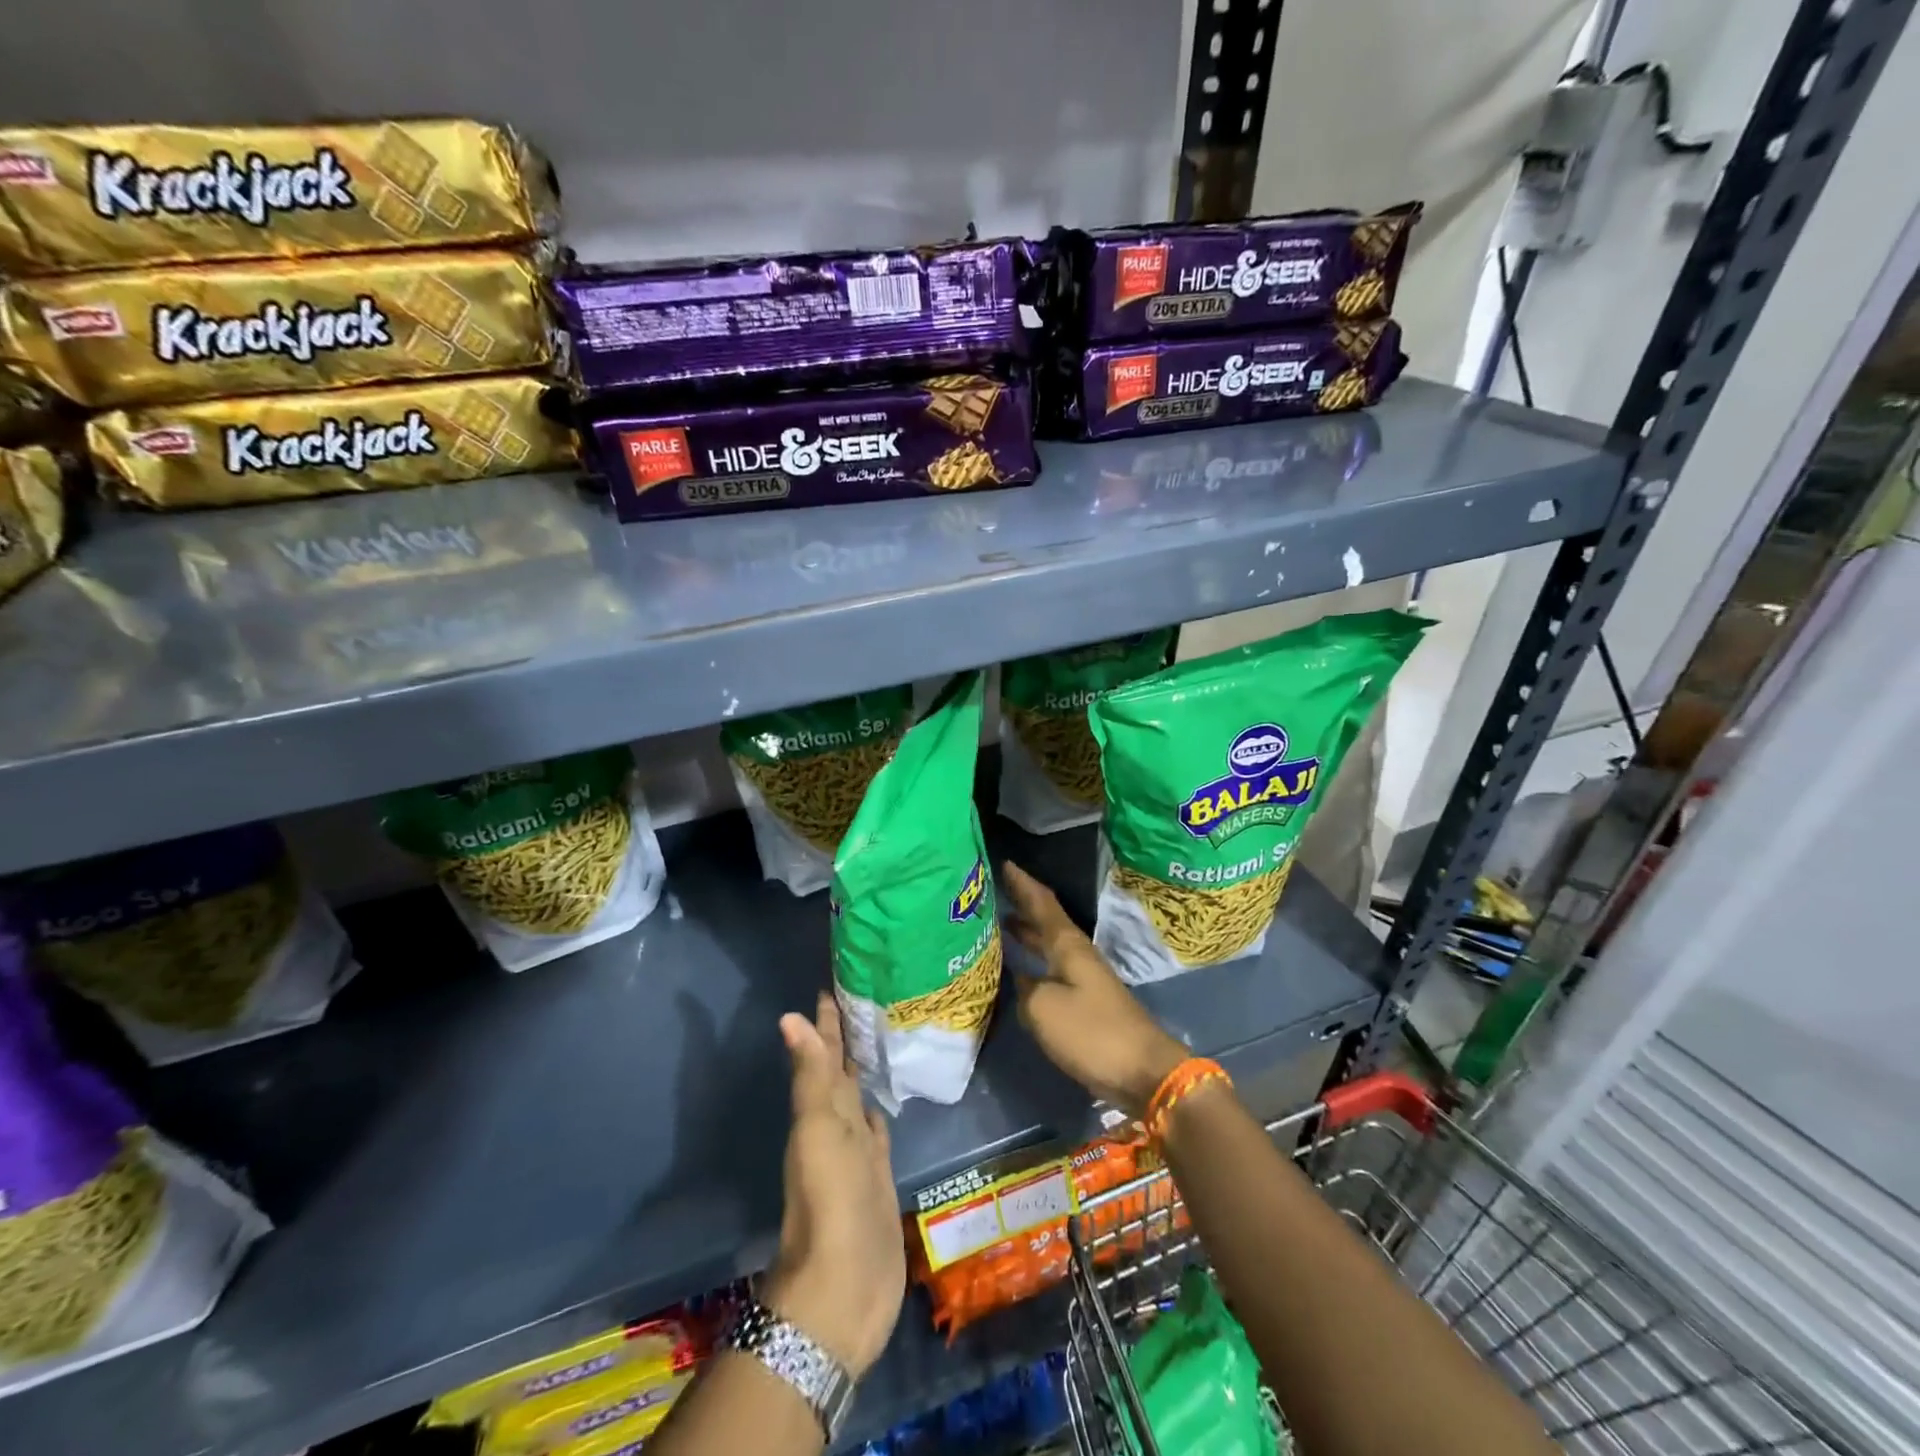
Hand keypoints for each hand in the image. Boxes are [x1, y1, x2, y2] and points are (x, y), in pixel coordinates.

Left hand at [765, 992, 904, 1378]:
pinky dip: (881, 1109)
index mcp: (822, 1110)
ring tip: (882, 1036)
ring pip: (861, 1096)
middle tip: (868, 996)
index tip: (834, 983)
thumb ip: (811, 1075)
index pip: (825, 1053)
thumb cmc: (830, 1200)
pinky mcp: (880, 1175)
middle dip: (849, 1036)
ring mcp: (859, 1150)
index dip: (827, 1021)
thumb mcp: (817, 1130)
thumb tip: (789, 1015)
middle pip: (843, 1069)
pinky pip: (879, 1129)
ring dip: (865, 1069)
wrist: (843, 1287)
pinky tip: (890, 1097)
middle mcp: (838, 1123)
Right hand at [1002, 862, 1187, 1117]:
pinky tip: (1021, 970)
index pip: (1042, 904)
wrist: (1143, 1071)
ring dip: (1029, 933)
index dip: (1023, 884)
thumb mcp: (1044, 1009)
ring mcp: (1085, 979)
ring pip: (1050, 945)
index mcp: (1068, 946)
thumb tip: (1022, 981)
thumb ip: (1025, 989)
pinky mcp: (1088, 1002)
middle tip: (996, 893)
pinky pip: (1054, 969)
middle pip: (1047, 921)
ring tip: (1003, 924)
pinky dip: (1035, 961)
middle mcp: (1077, 955)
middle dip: (1024, 906)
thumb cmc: (1091, 1032)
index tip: (1005, 863)